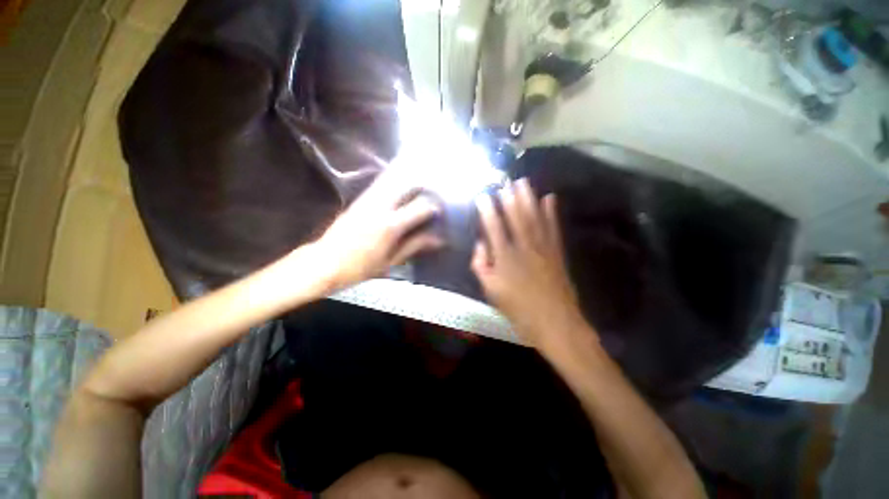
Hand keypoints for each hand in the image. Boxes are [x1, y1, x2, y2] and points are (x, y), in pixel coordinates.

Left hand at [311, 168, 443, 290]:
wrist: (325, 263)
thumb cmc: (360, 268)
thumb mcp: (392, 261)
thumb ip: (415, 245)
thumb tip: (437, 240)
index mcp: (391, 225)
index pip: (420, 207)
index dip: (433, 208)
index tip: (439, 213)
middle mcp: (380, 207)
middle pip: (408, 186)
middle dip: (423, 189)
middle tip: (430, 198)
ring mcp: (367, 200)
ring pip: (394, 182)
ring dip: (409, 185)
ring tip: (418, 193)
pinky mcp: (359, 200)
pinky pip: (381, 185)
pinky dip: (394, 185)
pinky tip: (399, 193)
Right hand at [472, 179, 586, 348]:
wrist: (555, 322)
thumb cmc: (517, 309)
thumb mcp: (490, 291)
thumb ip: (480, 266)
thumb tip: (480, 244)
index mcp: (504, 258)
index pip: (493, 227)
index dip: (488, 210)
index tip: (483, 195)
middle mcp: (523, 247)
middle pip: (516, 217)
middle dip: (510, 197)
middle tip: (506, 181)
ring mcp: (543, 248)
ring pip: (534, 217)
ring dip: (529, 198)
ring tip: (524, 182)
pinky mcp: (557, 252)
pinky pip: (553, 227)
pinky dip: (551, 212)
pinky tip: (550, 198)